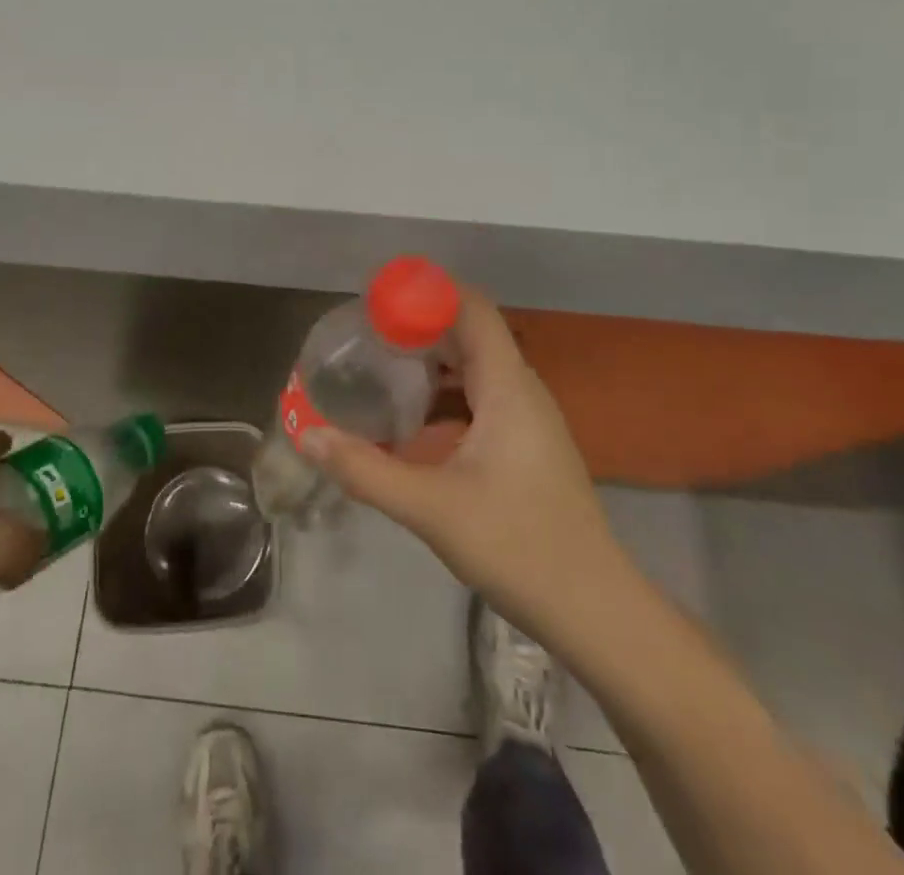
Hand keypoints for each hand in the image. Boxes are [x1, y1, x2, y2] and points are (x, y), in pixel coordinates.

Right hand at [303, 289, 626, 632]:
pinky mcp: (526, 446)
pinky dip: (443, 396)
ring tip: (379, 371)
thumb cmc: (519, 546)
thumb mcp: (431, 508)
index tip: (379, 299)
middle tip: (365, 337)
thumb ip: (366, 469)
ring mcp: (528, 419)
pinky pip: (478, 399)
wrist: (595, 611)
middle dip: (417, 328)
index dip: (428, 292)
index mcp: (507, 386)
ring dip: (429, 364)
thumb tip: (307, 436)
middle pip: (468, 334)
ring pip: (473, 369)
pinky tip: (411, 423)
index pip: (472, 309)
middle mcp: (521, 390)